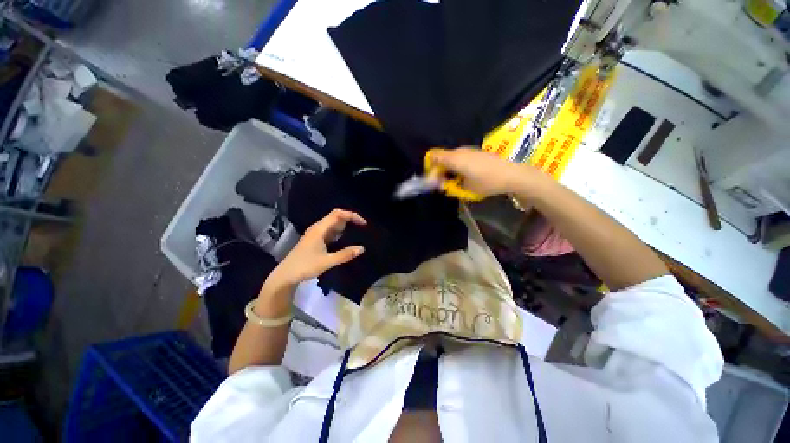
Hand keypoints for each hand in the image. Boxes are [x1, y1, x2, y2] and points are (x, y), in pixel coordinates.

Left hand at [269, 209, 366, 287]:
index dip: (352, 215)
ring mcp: (315, 234)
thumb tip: (362, 248)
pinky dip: (340, 232)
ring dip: (345, 226)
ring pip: (333, 224)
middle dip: (350, 219)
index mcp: (319, 229)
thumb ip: (345, 255)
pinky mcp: (315, 239)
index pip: (338, 214)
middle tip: (362, 228)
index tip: (363, 224)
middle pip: (336, 217)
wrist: (285, 275)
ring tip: (357, 232)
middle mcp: (317, 228)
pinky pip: (330, 231)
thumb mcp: (327, 262)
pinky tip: (345, 239)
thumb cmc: (305, 266)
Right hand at [429, 147, 543, 197]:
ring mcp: (469, 150)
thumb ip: (449, 185)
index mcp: (454, 159)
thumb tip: (441, 183)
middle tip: (443, 183)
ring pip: (452, 158)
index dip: (430, 167)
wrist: (512, 174)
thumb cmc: (486, 182)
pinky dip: (458, 166)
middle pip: (442, 157)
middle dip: (439, 170)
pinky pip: (461, 157)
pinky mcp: (477, 152)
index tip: (433, 179)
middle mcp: (460, 151)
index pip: (433, 156)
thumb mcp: (465, 188)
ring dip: (449, 168)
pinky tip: (465, 176)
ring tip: (455, 181)